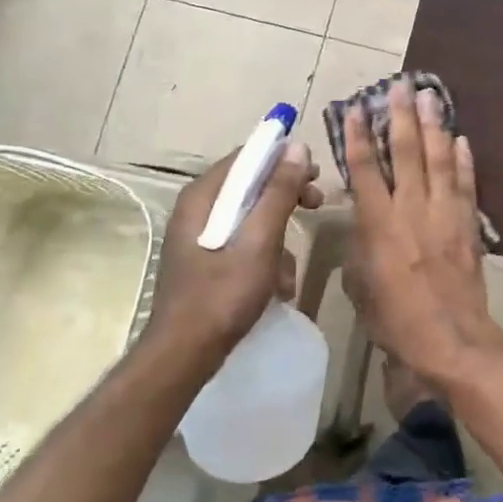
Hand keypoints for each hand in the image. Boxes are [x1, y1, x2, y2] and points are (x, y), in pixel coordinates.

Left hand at [143, 141, 321, 370]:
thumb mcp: (260, 241)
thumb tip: (296, 148)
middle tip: (316, 204)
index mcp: (202, 197)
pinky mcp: (206, 260)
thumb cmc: (223, 294)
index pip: (246, 157)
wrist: (185, 353)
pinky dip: (264, 256)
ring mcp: (199, 236)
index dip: (283, 159)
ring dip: (278, 234)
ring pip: (249, 217)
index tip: (314, 173)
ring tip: (292, 267)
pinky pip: (243, 242)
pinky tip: (278, 284)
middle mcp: (197, 209)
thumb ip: (278, 194)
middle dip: (286, 196)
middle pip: (249, 185)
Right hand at [343, 82, 494, 372]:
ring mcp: (444, 214)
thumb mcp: (360, 286)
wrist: (450, 339)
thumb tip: (362, 225)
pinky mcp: (468, 225)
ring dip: (434, 126)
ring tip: (432, 96)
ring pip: (439, 160)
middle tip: (401, 85)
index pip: (365, 170)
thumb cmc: (395, 320)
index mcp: (379, 224)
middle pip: (406, 152)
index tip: (355, 107)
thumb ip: (359, 247)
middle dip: (402, 116)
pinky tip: (462, 139)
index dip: (358, 136)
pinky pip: (466, 185)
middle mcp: (412, 209)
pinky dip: (465, 160)